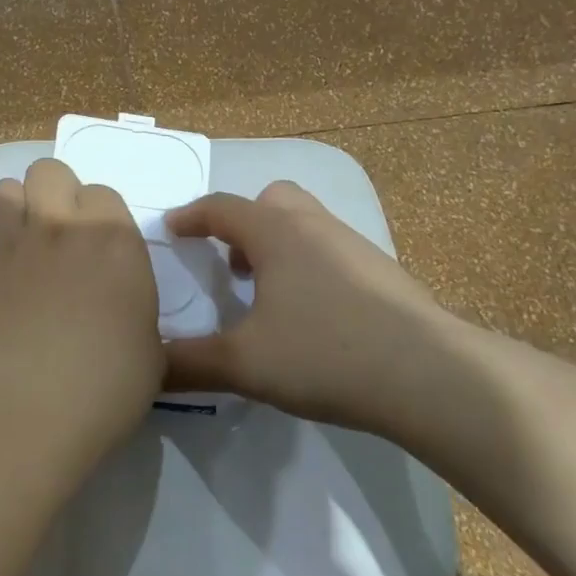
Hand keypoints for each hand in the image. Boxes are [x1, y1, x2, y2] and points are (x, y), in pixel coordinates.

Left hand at [0, 158, 163, 469]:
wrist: (29, 410)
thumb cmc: (108, 384)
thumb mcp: (151, 347)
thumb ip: (135, 306)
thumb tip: (121, 304)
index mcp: (112, 237)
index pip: (103, 192)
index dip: (102, 216)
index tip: (104, 249)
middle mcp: (60, 225)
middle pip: (50, 171)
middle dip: (58, 192)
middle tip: (64, 233)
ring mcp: (13, 243)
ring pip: (7, 189)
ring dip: (19, 207)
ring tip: (28, 243)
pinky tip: (5, 281)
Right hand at [163, 181, 453, 431]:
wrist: (429, 375)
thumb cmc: (325, 354)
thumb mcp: (244, 364)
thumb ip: (189, 364)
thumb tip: (146, 369)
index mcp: (276, 232)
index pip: (220, 207)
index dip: (190, 216)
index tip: (170, 229)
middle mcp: (315, 225)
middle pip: (272, 200)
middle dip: (244, 223)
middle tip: (231, 263)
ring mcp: (356, 246)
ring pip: (306, 225)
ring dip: (279, 246)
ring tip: (268, 295)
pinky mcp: (385, 273)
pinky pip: (332, 251)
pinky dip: (311, 267)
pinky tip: (314, 316)